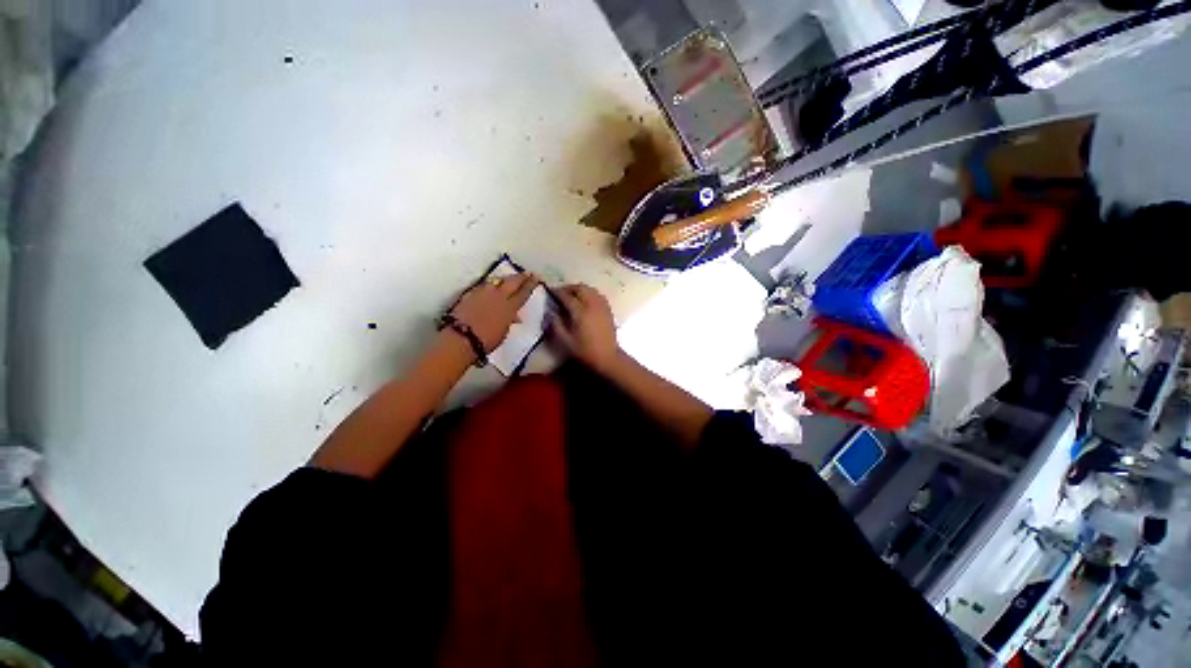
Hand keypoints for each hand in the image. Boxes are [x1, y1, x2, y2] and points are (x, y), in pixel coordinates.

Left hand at [450, 272, 538, 351]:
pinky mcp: (469, 294)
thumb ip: (509, 321)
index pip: (523, 292)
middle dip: (520, 277)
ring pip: (496, 280)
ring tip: (508, 278)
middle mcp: (498, 296)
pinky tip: (490, 286)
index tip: (535, 277)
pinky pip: (483, 285)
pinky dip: (490, 285)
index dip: (530, 284)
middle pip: (512, 282)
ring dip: (504, 279)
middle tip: (526, 273)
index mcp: (510, 307)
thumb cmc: (486, 341)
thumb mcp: (503, 333)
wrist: (461, 338)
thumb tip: (514, 317)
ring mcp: (483, 293)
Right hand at [551, 284, 619, 372]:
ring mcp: (602, 306)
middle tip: (560, 293)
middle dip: (569, 288)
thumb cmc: (585, 350)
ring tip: (572, 295)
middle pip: (580, 288)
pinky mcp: (608, 309)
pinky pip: (597, 295)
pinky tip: (585, 300)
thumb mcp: (565, 341)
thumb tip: (550, 312)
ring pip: (590, 289)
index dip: (557, 292)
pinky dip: (589, 293)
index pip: (567, 296)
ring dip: (579, 289)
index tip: (550, 291)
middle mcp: (592, 305)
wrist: (607, 357)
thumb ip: (556, 324)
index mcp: (580, 312)